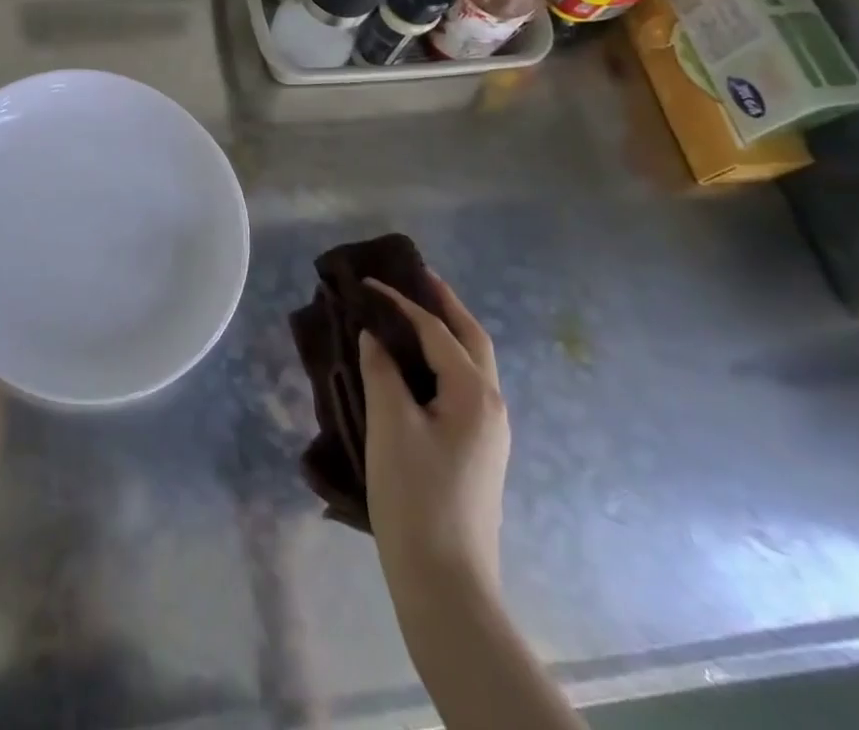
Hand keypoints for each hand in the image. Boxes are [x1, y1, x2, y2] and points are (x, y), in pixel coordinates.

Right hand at [358, 273, 509, 597]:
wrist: (446, 583)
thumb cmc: (416, 495)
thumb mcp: (390, 424)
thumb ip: (381, 369)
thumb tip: (374, 334)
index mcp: (475, 393)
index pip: (436, 330)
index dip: (400, 301)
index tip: (366, 280)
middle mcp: (491, 406)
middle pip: (471, 338)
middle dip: (446, 303)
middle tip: (416, 274)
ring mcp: (488, 432)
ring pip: (471, 363)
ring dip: (446, 331)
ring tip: (413, 310)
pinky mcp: (476, 451)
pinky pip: (462, 386)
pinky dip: (442, 360)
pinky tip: (416, 365)